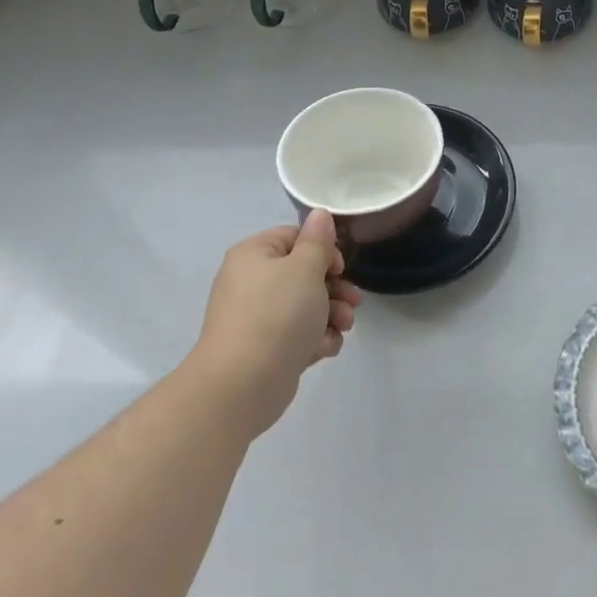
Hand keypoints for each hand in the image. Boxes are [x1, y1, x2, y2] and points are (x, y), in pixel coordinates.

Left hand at [194, 210, 361, 438]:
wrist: (243, 383)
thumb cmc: (277, 314)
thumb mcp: (305, 268)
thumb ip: (317, 241)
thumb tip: (320, 214)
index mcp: (254, 254)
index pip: (295, 237)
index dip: (323, 250)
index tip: (341, 268)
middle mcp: (251, 282)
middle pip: (304, 273)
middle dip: (335, 288)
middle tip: (353, 301)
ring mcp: (257, 317)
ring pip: (306, 306)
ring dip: (331, 315)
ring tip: (343, 328)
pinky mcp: (265, 348)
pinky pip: (297, 334)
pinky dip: (315, 339)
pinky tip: (323, 349)